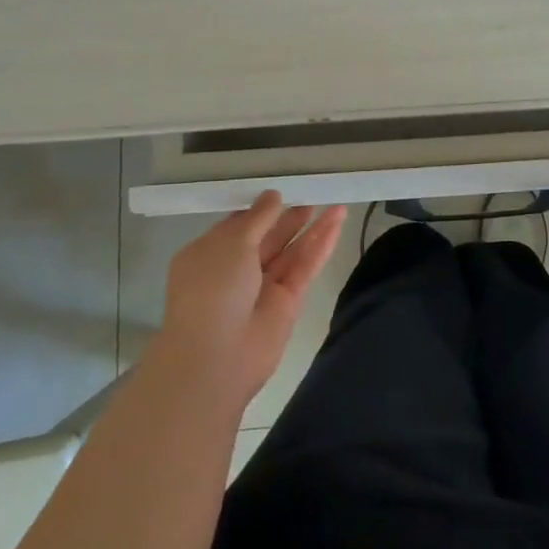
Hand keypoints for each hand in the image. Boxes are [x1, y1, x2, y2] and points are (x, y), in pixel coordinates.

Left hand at [158, 192, 346, 408]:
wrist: (216, 357)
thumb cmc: (212, 290)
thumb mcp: (231, 243)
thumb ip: (258, 217)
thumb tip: (274, 196)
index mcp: (210, 254)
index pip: (238, 226)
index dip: (260, 210)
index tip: (282, 192)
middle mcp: (236, 270)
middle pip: (268, 238)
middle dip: (289, 218)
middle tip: (312, 197)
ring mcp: (263, 287)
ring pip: (291, 251)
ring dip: (312, 228)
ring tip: (335, 205)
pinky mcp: (288, 301)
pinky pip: (306, 266)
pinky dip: (321, 245)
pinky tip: (338, 223)